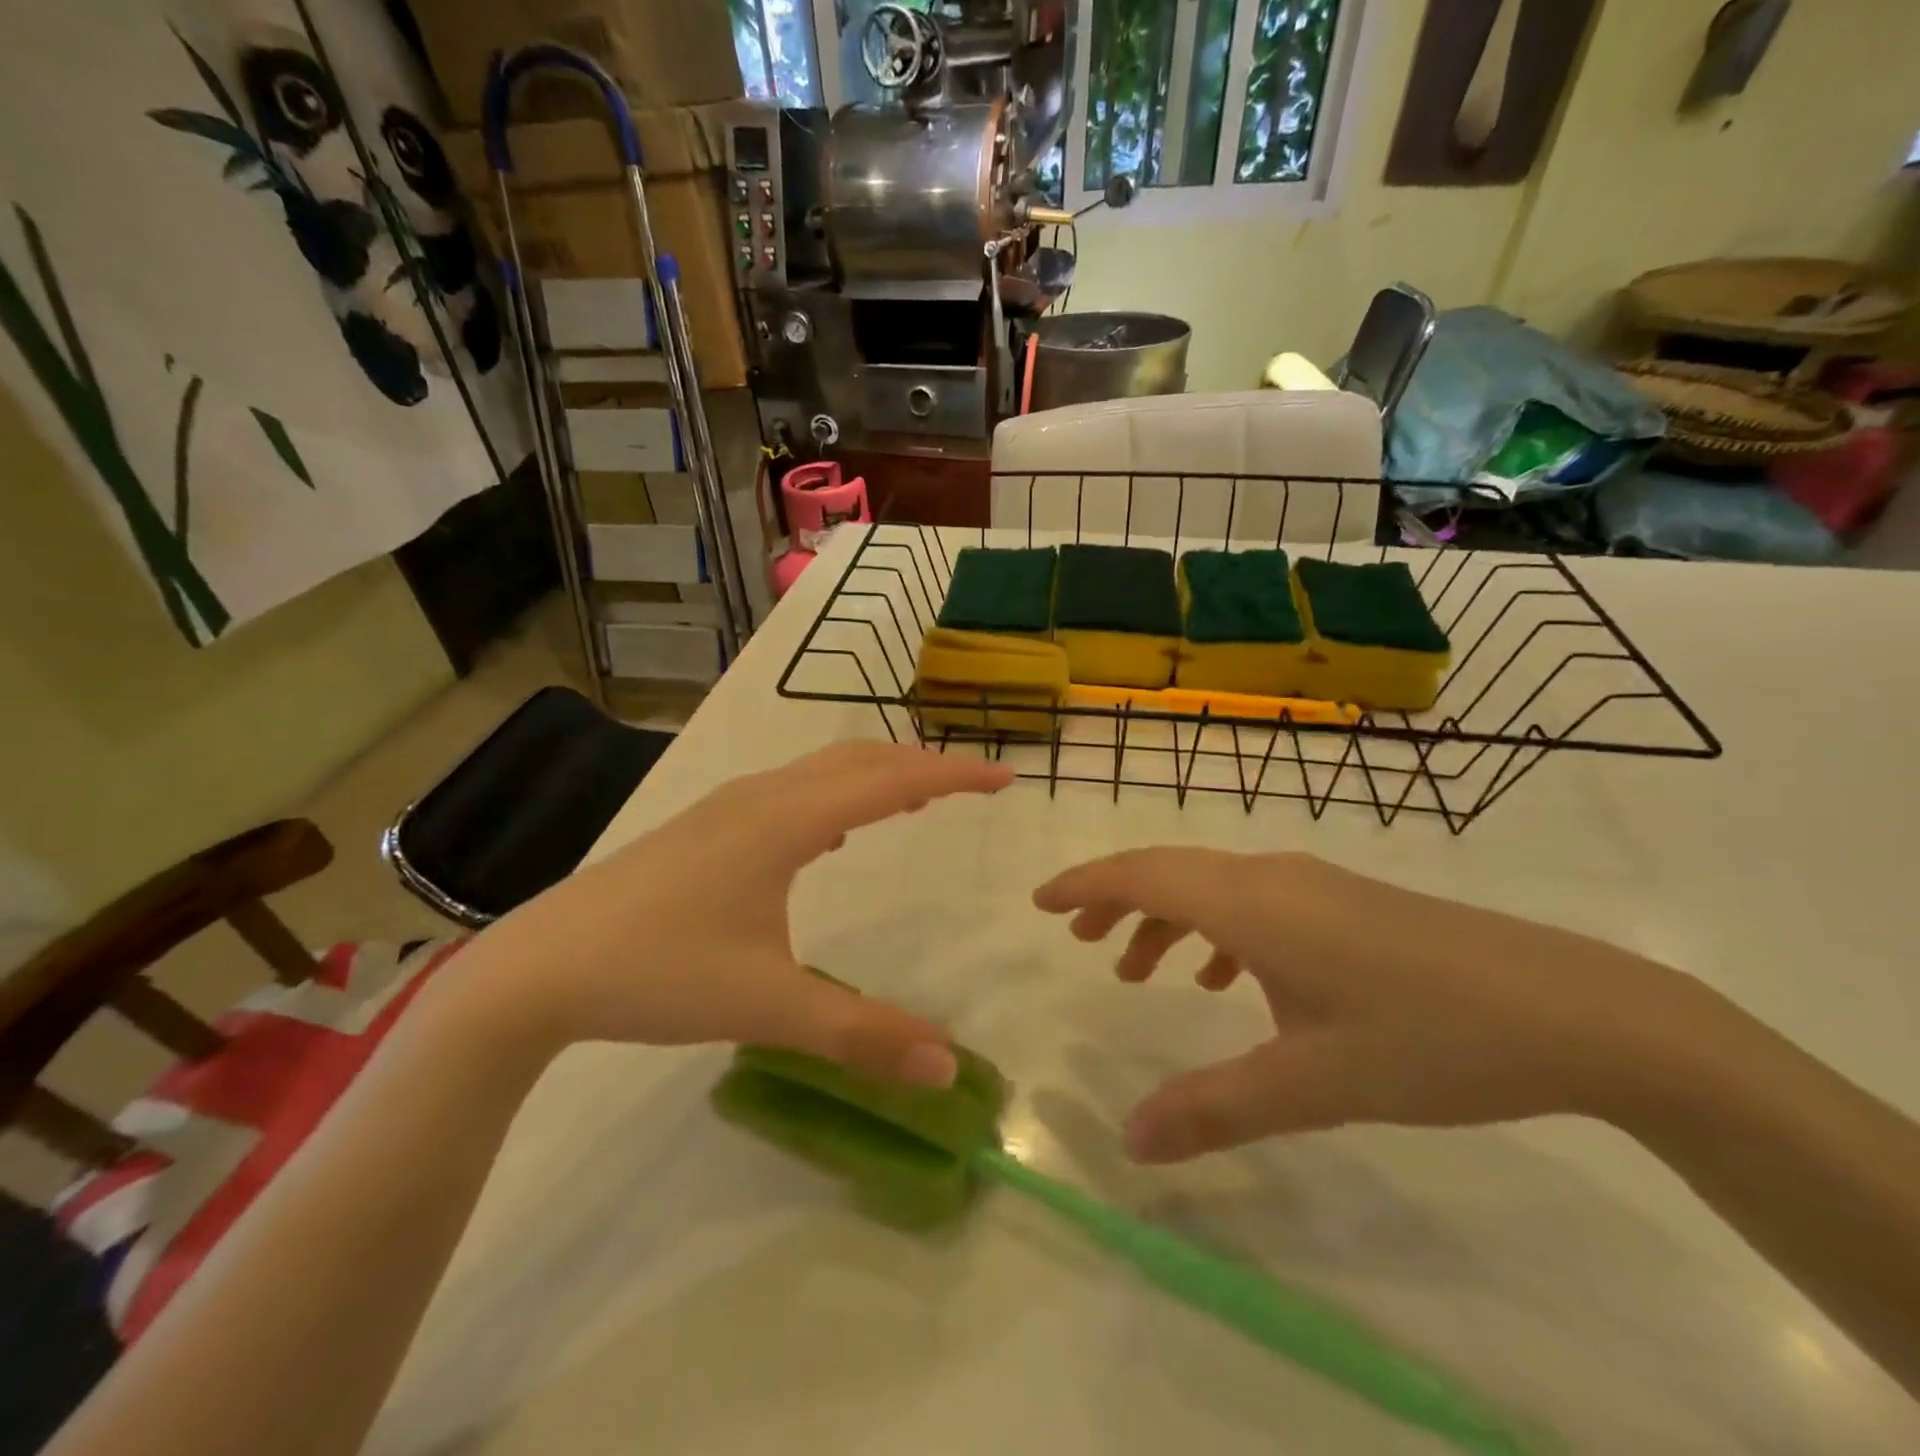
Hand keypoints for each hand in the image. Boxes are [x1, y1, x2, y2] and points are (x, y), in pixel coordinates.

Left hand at [466, 741, 1012, 1082]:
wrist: (538, 968)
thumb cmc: (656, 974)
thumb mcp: (766, 1008)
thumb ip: (860, 1034)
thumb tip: (947, 1066)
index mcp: (786, 822)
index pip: (892, 780)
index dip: (955, 775)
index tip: (1005, 778)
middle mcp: (762, 797)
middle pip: (860, 759)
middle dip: (925, 766)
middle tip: (974, 786)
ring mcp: (728, 807)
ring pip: (822, 769)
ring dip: (879, 775)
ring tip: (920, 800)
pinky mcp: (705, 827)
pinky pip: (793, 789)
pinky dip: (837, 793)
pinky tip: (837, 832)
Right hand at [1034, 849, 1720, 1162]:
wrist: (1576, 1010)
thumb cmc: (1431, 1037)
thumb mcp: (1315, 1083)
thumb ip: (1215, 1109)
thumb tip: (1128, 1142)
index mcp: (1252, 904)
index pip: (1142, 874)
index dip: (1084, 884)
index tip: (1040, 902)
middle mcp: (1272, 877)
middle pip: (1169, 871)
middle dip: (1115, 900)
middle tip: (1078, 940)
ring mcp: (1314, 885)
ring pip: (1212, 887)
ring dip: (1166, 918)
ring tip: (1138, 970)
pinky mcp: (1347, 903)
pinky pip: (1254, 902)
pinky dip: (1217, 930)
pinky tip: (1228, 981)